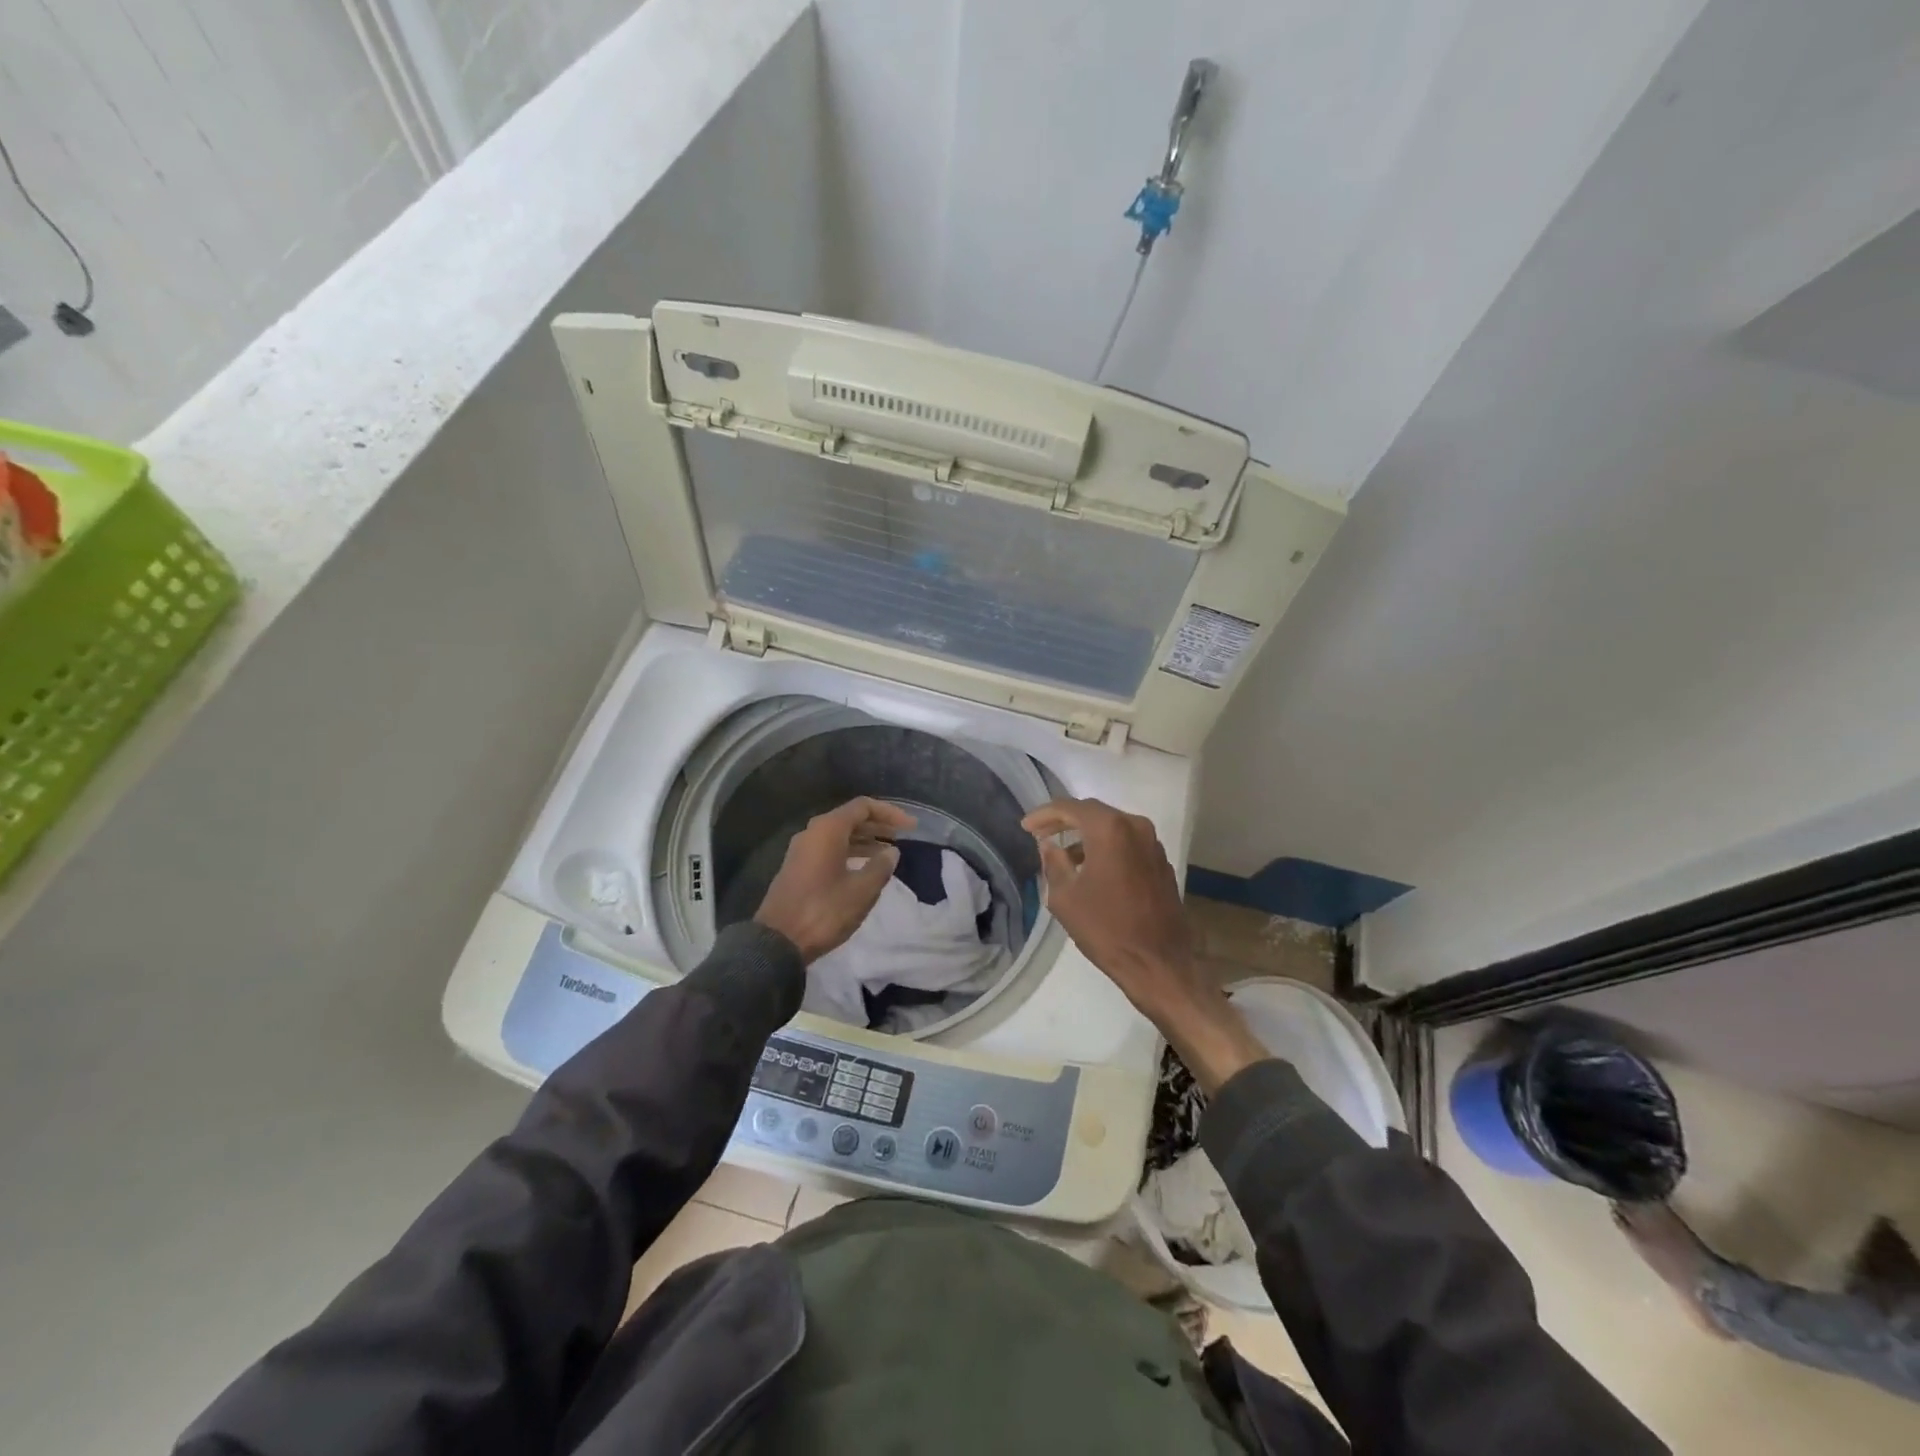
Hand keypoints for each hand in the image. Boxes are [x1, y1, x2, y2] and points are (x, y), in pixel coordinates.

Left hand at [755, 797, 916, 962]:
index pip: (863, 807)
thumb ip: (881, 866)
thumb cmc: (824, 911)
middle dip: (878, 826)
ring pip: (839, 835)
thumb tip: (891, 851)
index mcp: (828, 829)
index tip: (911, 827)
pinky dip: (850, 852)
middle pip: (850, 818)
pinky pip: (829, 849)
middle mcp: (813, 832)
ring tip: (887, 853)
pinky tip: (865, 868)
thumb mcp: (862, 890)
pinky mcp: (798, 867)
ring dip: (865, 840)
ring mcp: (802, 850)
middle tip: (902, 837)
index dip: (890, 813)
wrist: (778, 941)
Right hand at [1023, 798, 1267, 1093]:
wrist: (1159, 964)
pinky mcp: (1161, 863)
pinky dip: (1106, 848)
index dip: (1044, 815)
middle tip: (1040, 834)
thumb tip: (1050, 845)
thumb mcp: (1065, 897)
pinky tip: (1091, 868)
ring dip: (1086, 836)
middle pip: (1093, 813)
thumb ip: (1053, 863)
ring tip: (1062, 854)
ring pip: (1112, 828)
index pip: (1070, 807)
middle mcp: (1135, 827)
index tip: (1025, 827)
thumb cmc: (1106, 929)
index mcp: (1110, 829)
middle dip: (1065, 821)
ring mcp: (1153, 844)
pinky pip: (1127, 844)